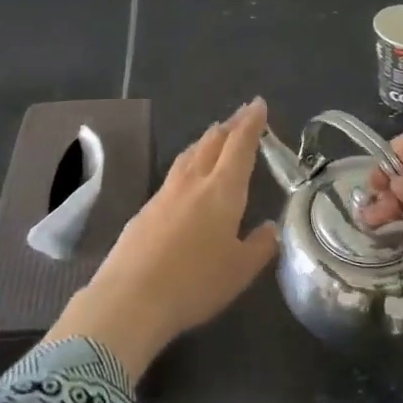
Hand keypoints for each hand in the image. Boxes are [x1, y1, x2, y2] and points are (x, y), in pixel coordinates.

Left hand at [49, 98, 277, 377]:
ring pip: (190, 154)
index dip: (251, 124)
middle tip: (241, 116)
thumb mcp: (239, 271)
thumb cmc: (195, 283)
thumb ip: (259, 246)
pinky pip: (174, 173)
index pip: (240, 146)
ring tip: (216, 135)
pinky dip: (188, 162)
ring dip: (206, 141)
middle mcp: (193, 181)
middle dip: (230, 126)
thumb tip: (270, 228)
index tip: (258, 104)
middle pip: (212, 143)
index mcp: (222, 190)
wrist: (131, 297)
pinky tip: (187, 175)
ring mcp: (165, 192)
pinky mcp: (145, 208)